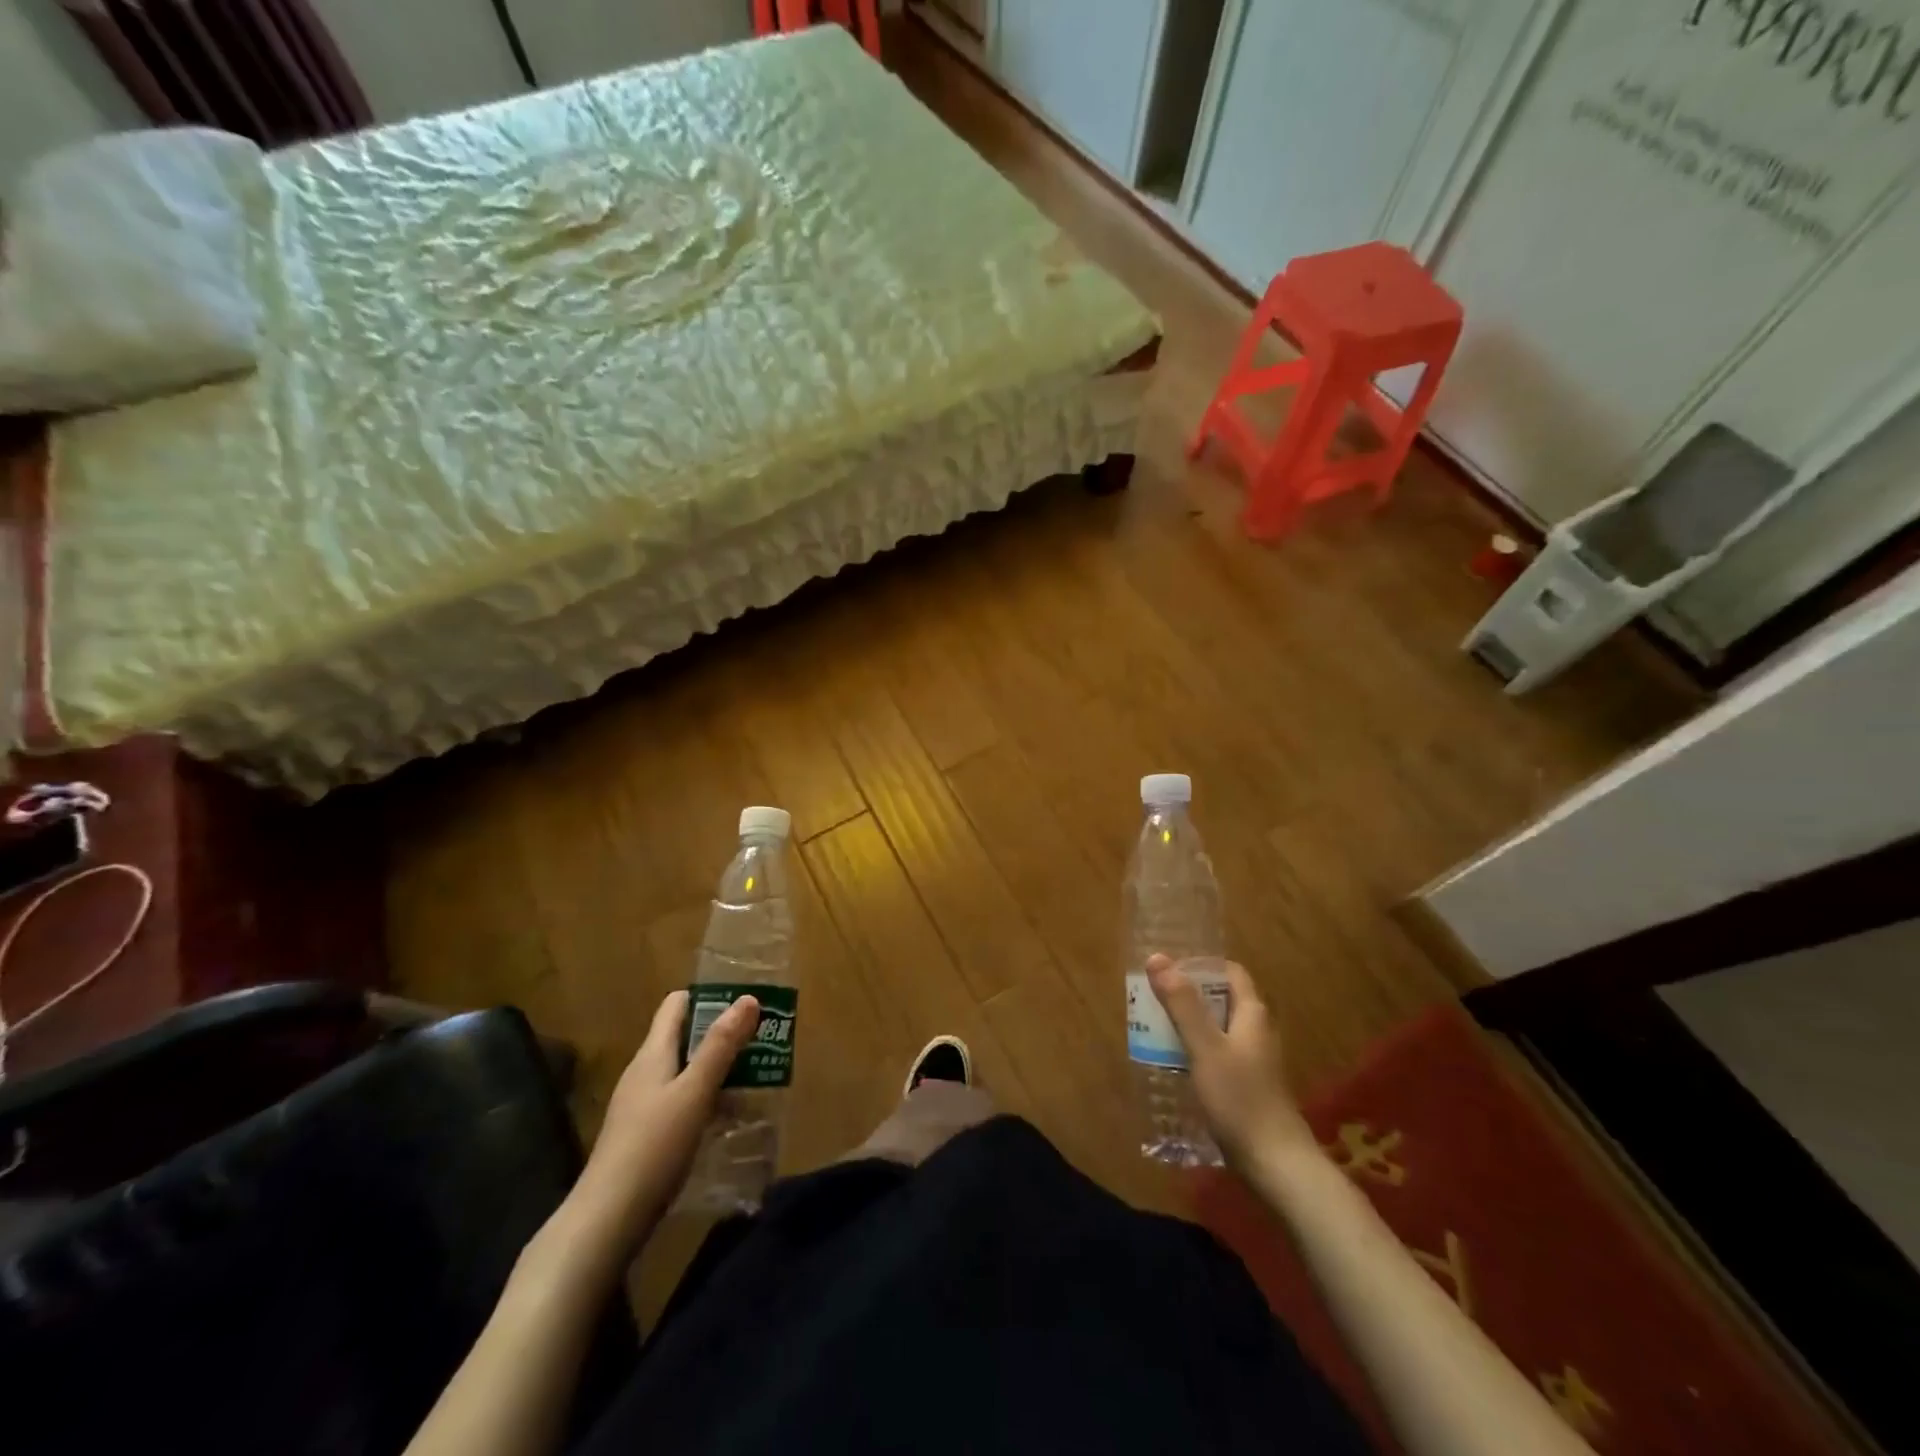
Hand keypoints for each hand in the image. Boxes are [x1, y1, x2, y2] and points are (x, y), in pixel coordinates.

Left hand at [572, 990, 760, 1254]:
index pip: (677, 1005)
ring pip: (688, 1072)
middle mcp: (646, 1072)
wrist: (607, 1221)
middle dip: (723, 1035)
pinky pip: (684, 1102)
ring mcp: (644, 1105)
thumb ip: (721, 1046)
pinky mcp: (647, 1136)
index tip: (745, 1000)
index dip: (709, 996)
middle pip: (686, 1038)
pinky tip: (732, 1118)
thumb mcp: (694, 1092)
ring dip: (720, 1069)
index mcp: (653, 1053)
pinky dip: (709, 1100)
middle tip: (764, 1038)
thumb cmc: (653, 1146)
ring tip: (759, 1075)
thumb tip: (747, 998)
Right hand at [1147, 955, 1311, 1169]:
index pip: (1230, 972)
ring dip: (1188, 1024)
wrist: (1275, 1162)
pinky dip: (1195, 1050)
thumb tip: (1157, 958)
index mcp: (1252, 1014)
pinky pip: (1217, 1054)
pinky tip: (1173, 1062)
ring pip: (1217, 1028)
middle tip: (1152, 998)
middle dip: (1188, 995)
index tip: (1167, 969)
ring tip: (1154, 1027)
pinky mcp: (1247, 1085)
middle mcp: (1256, 1031)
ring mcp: (1253, 1060)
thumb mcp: (1205, 1046)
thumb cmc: (1240, 1097)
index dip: (1201, 965)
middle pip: (1221, 999)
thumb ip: (1182, 1003)